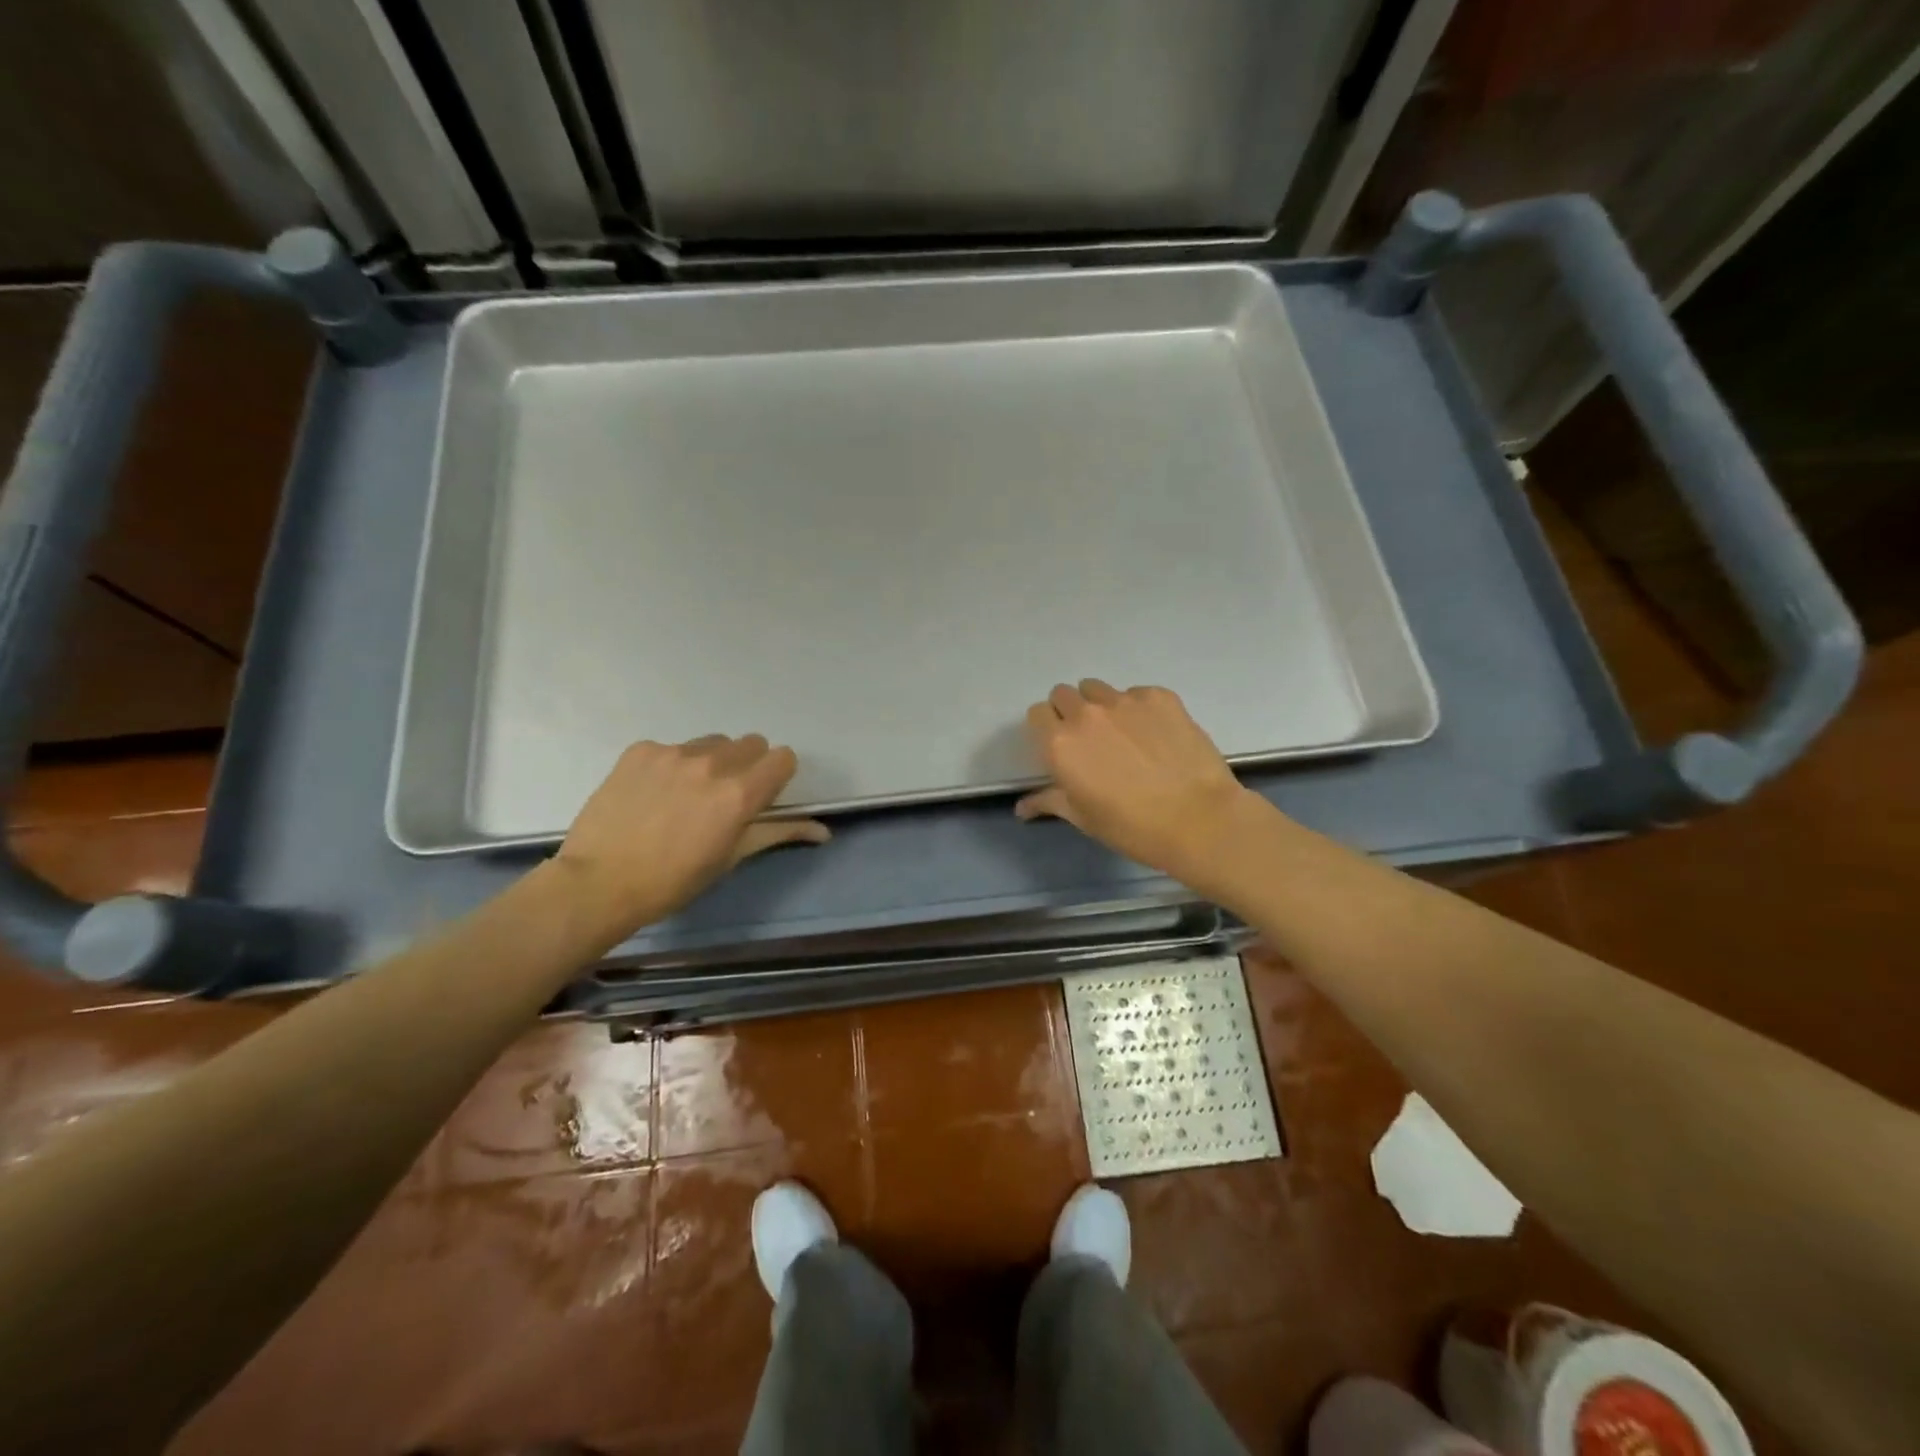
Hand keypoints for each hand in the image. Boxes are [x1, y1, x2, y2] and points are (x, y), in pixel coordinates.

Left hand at [554, 735, 828, 938]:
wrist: (598, 883)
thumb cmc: (673, 881)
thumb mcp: (731, 858)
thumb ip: (779, 833)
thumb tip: (824, 831)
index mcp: (740, 793)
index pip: (783, 757)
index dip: (777, 776)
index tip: (762, 797)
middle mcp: (712, 763)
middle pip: (751, 743)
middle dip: (747, 766)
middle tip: (724, 798)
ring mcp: (673, 752)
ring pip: (712, 743)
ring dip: (711, 762)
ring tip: (686, 795)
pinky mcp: (641, 750)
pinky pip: (673, 748)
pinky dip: (672, 765)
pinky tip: (653, 794)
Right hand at [1016, 681, 1266, 887]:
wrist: (1198, 820)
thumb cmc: (1131, 827)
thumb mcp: (1083, 817)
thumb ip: (1049, 801)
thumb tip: (1021, 807)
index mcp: (1060, 743)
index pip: (1037, 714)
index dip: (1047, 728)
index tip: (1060, 746)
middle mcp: (1086, 714)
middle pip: (1063, 694)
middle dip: (1070, 711)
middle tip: (1090, 739)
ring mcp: (1124, 700)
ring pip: (1097, 689)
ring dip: (1101, 705)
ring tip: (1123, 733)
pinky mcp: (1159, 696)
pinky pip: (1136, 693)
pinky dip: (1138, 709)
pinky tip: (1155, 735)